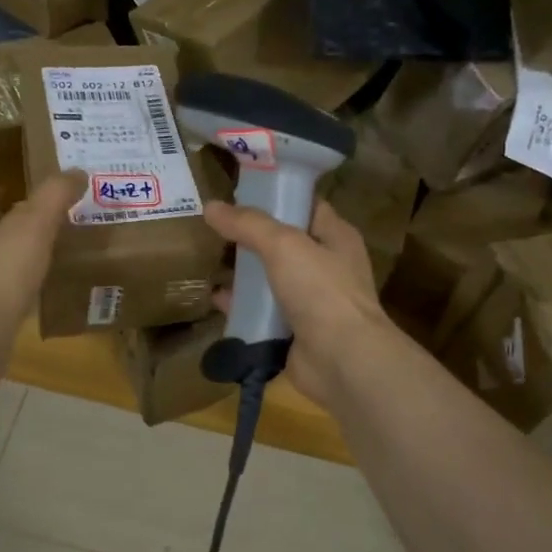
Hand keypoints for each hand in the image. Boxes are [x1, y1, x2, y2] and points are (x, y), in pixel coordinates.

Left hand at [0, 171, 85, 390]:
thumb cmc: (2, 273)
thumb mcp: (35, 224)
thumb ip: (55, 195)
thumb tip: (76, 171)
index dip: (19, 191)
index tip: (48, 193)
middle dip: (22, 223)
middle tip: (59, 223)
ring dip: (19, 255)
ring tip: (53, 256)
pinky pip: (0, 290)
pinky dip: (18, 285)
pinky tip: (39, 291)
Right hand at [204, 198, 397, 406]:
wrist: (342, 361)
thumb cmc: (321, 291)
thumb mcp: (284, 245)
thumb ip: (248, 224)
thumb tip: (211, 207)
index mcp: (336, 236)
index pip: (305, 204)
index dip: (276, 195)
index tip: (239, 191)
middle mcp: (327, 265)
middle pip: (284, 242)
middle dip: (251, 236)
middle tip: (215, 226)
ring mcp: (312, 301)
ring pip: (271, 278)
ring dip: (244, 272)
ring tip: (209, 259)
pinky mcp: (295, 330)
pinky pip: (263, 312)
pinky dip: (242, 306)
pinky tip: (215, 299)